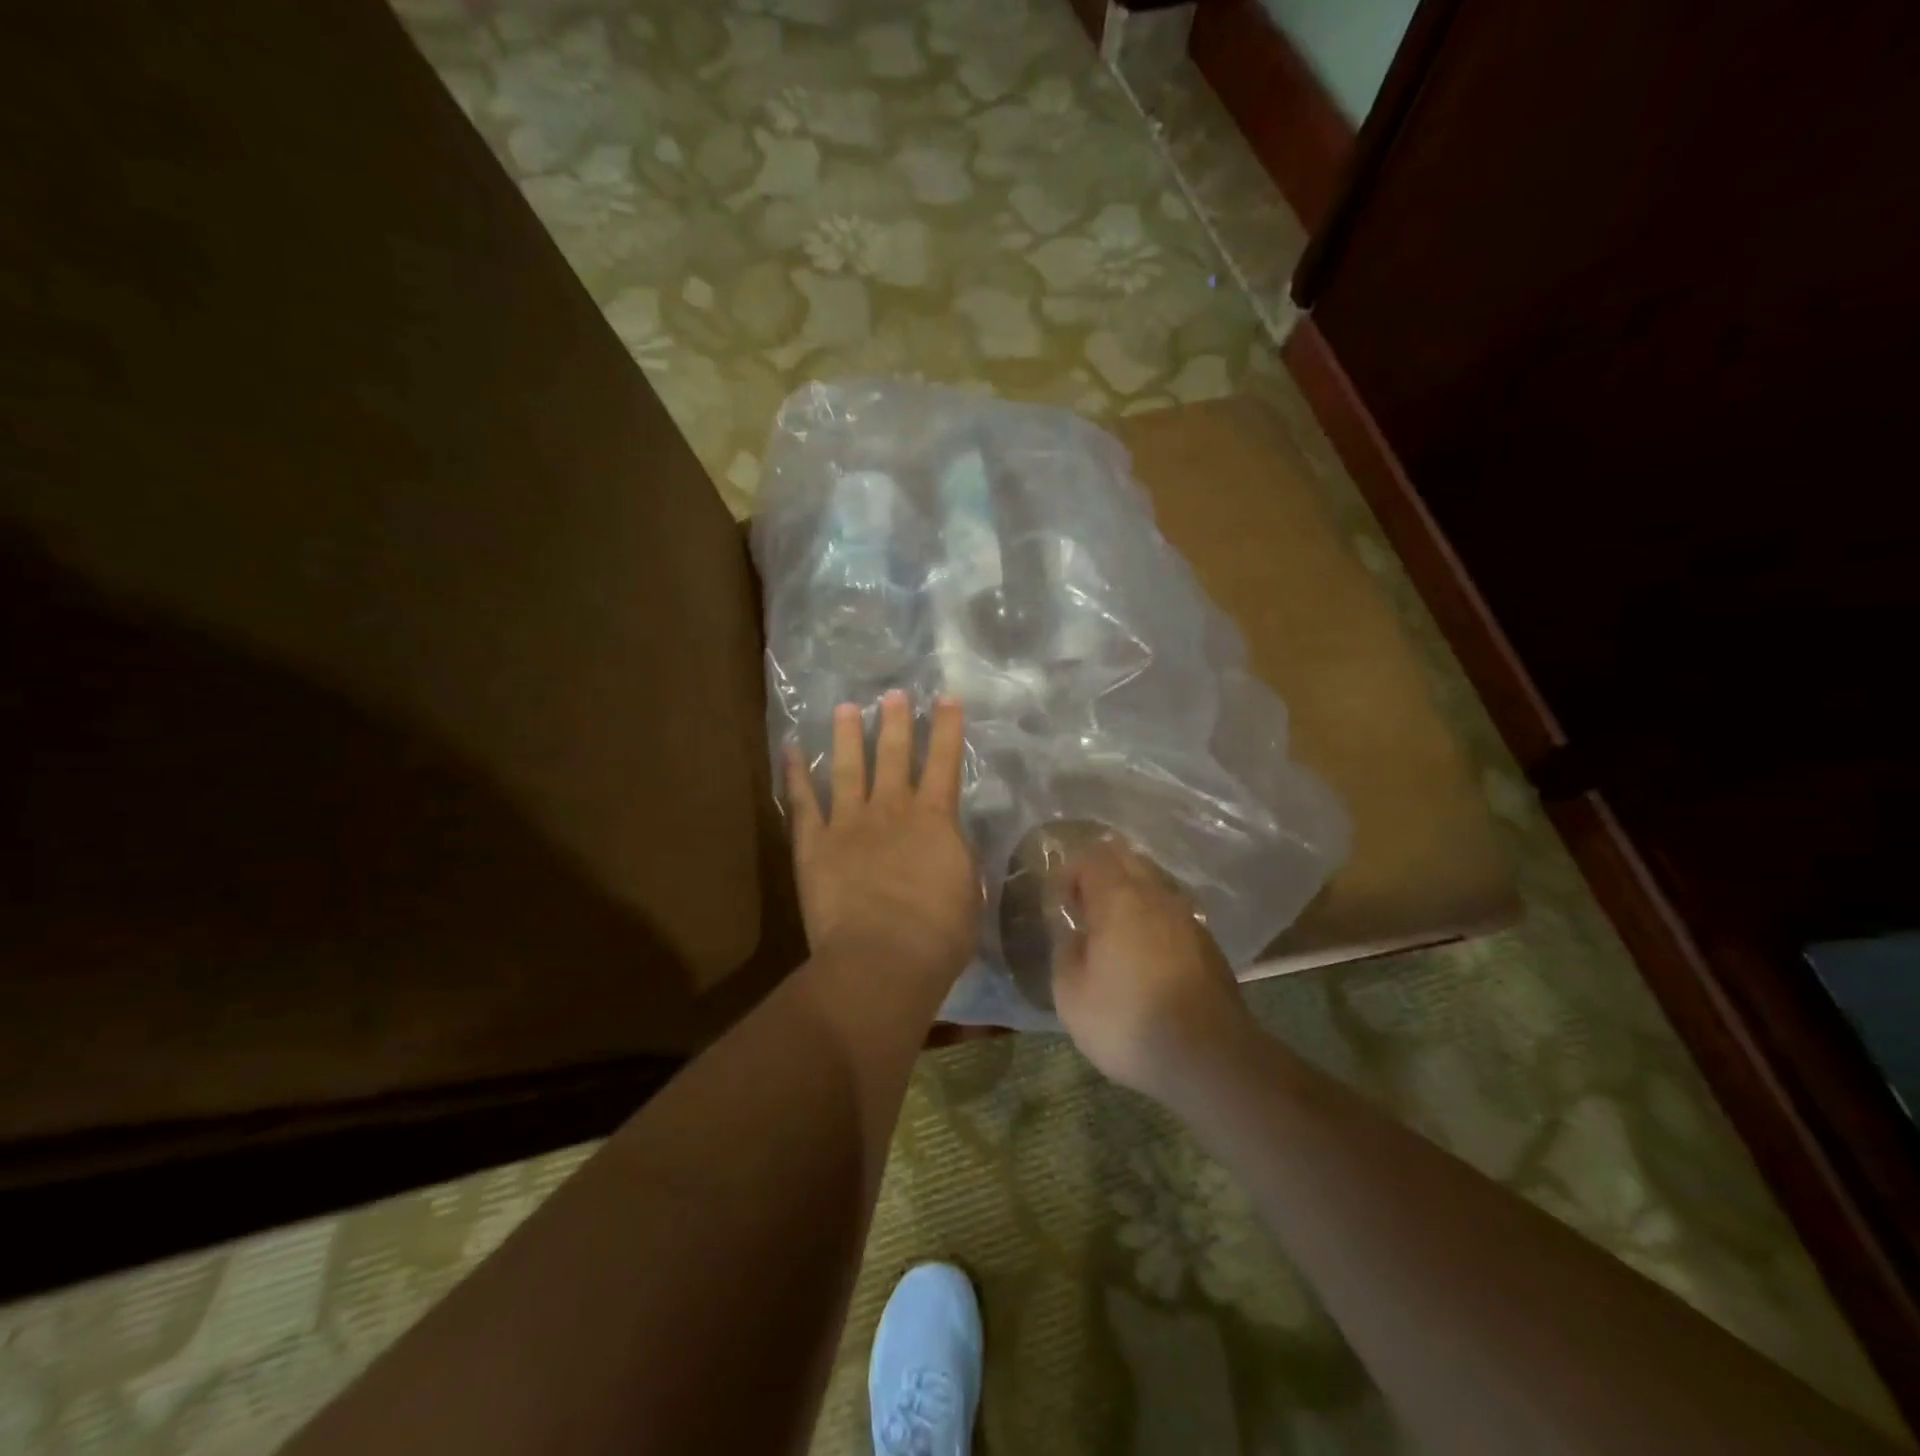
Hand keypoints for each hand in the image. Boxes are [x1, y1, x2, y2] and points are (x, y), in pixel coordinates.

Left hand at [785, 691, 979, 986]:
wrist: (882, 959)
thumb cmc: (938, 935)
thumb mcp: (968, 893)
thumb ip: (958, 860)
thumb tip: (951, 844)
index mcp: (935, 819)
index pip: (945, 762)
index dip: (947, 728)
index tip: (947, 698)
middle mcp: (891, 809)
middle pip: (893, 754)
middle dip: (895, 721)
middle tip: (892, 694)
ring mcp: (848, 822)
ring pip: (847, 767)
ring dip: (847, 736)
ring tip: (845, 708)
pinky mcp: (814, 843)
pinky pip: (802, 801)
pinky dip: (794, 773)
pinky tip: (789, 749)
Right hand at [1051, 842, 1256, 1103]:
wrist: (1209, 1057)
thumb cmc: (1128, 1021)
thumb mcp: (1071, 995)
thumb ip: (1065, 952)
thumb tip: (1072, 933)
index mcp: (1118, 898)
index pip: (1092, 858)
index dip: (1070, 870)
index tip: (1059, 897)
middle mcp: (1156, 895)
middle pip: (1127, 860)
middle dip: (1101, 872)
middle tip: (1082, 904)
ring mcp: (1187, 916)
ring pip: (1153, 883)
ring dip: (1129, 892)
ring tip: (1112, 926)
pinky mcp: (1207, 942)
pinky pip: (1172, 910)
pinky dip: (1152, 916)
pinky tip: (1144, 948)